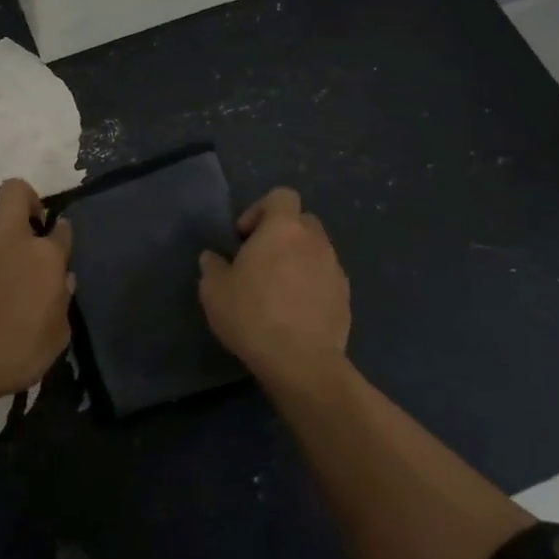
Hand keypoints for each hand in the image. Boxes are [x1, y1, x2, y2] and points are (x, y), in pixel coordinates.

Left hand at [0, 178, 73, 407]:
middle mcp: (11, 237)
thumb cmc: (12, 356)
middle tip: (27, 224)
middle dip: (25, 198)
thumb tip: (64, 279)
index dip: (62, 232)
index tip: (59, 240)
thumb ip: (63, 302)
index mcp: (45, 257)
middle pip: (16, 190)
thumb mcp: (56, 338)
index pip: (62, 228)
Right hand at [198, 188, 349, 388]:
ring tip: (278, 289)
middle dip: (283, 234)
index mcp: (283, 228)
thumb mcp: (214, 291)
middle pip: (301, 221)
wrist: (301, 362)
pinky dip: (312, 285)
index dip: (261, 209)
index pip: (282, 196)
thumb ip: (212, 267)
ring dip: (298, 260)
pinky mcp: (345, 297)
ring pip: (316, 251)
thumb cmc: (252, 315)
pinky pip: (326, 279)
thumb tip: (212, 258)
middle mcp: (314, 241)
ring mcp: (335, 268)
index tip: (245, 236)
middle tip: (261, 260)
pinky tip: (295, 311)